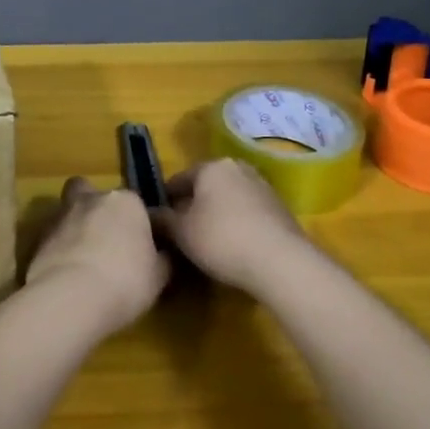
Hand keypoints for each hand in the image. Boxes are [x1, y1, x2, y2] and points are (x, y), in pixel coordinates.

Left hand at [25, 178, 170, 334]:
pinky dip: (59, 248)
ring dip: (75, 228)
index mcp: (127, 201)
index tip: (140, 249)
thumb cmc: (125, 281)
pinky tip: (65, 272)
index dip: (138, 226)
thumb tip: (164, 254)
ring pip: (70, 212)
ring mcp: (61, 214)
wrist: (71, 297)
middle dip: (99, 212)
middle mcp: (93, 198)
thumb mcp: (159, 276)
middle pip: (95, 195)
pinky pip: (54, 237)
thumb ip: (163, 258)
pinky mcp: (38, 236)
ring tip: (83, 259)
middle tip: (106, 242)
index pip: (137, 206)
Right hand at [162, 159, 309, 293]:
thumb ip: (162, 220)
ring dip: (216, 215)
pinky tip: (234, 246)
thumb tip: (149, 213)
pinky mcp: (280, 208)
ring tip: (208, 243)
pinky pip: (248, 212)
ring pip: (228, 199)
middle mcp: (238, 168)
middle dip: (193, 206)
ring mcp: (263, 186)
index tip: (158, 222)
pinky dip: (237, 224)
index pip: (179, 179)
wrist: (281, 261)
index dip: (165, 200)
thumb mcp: (181, 232)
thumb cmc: (222, 239)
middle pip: (206, 187)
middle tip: (182, 233)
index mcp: (212, 167)